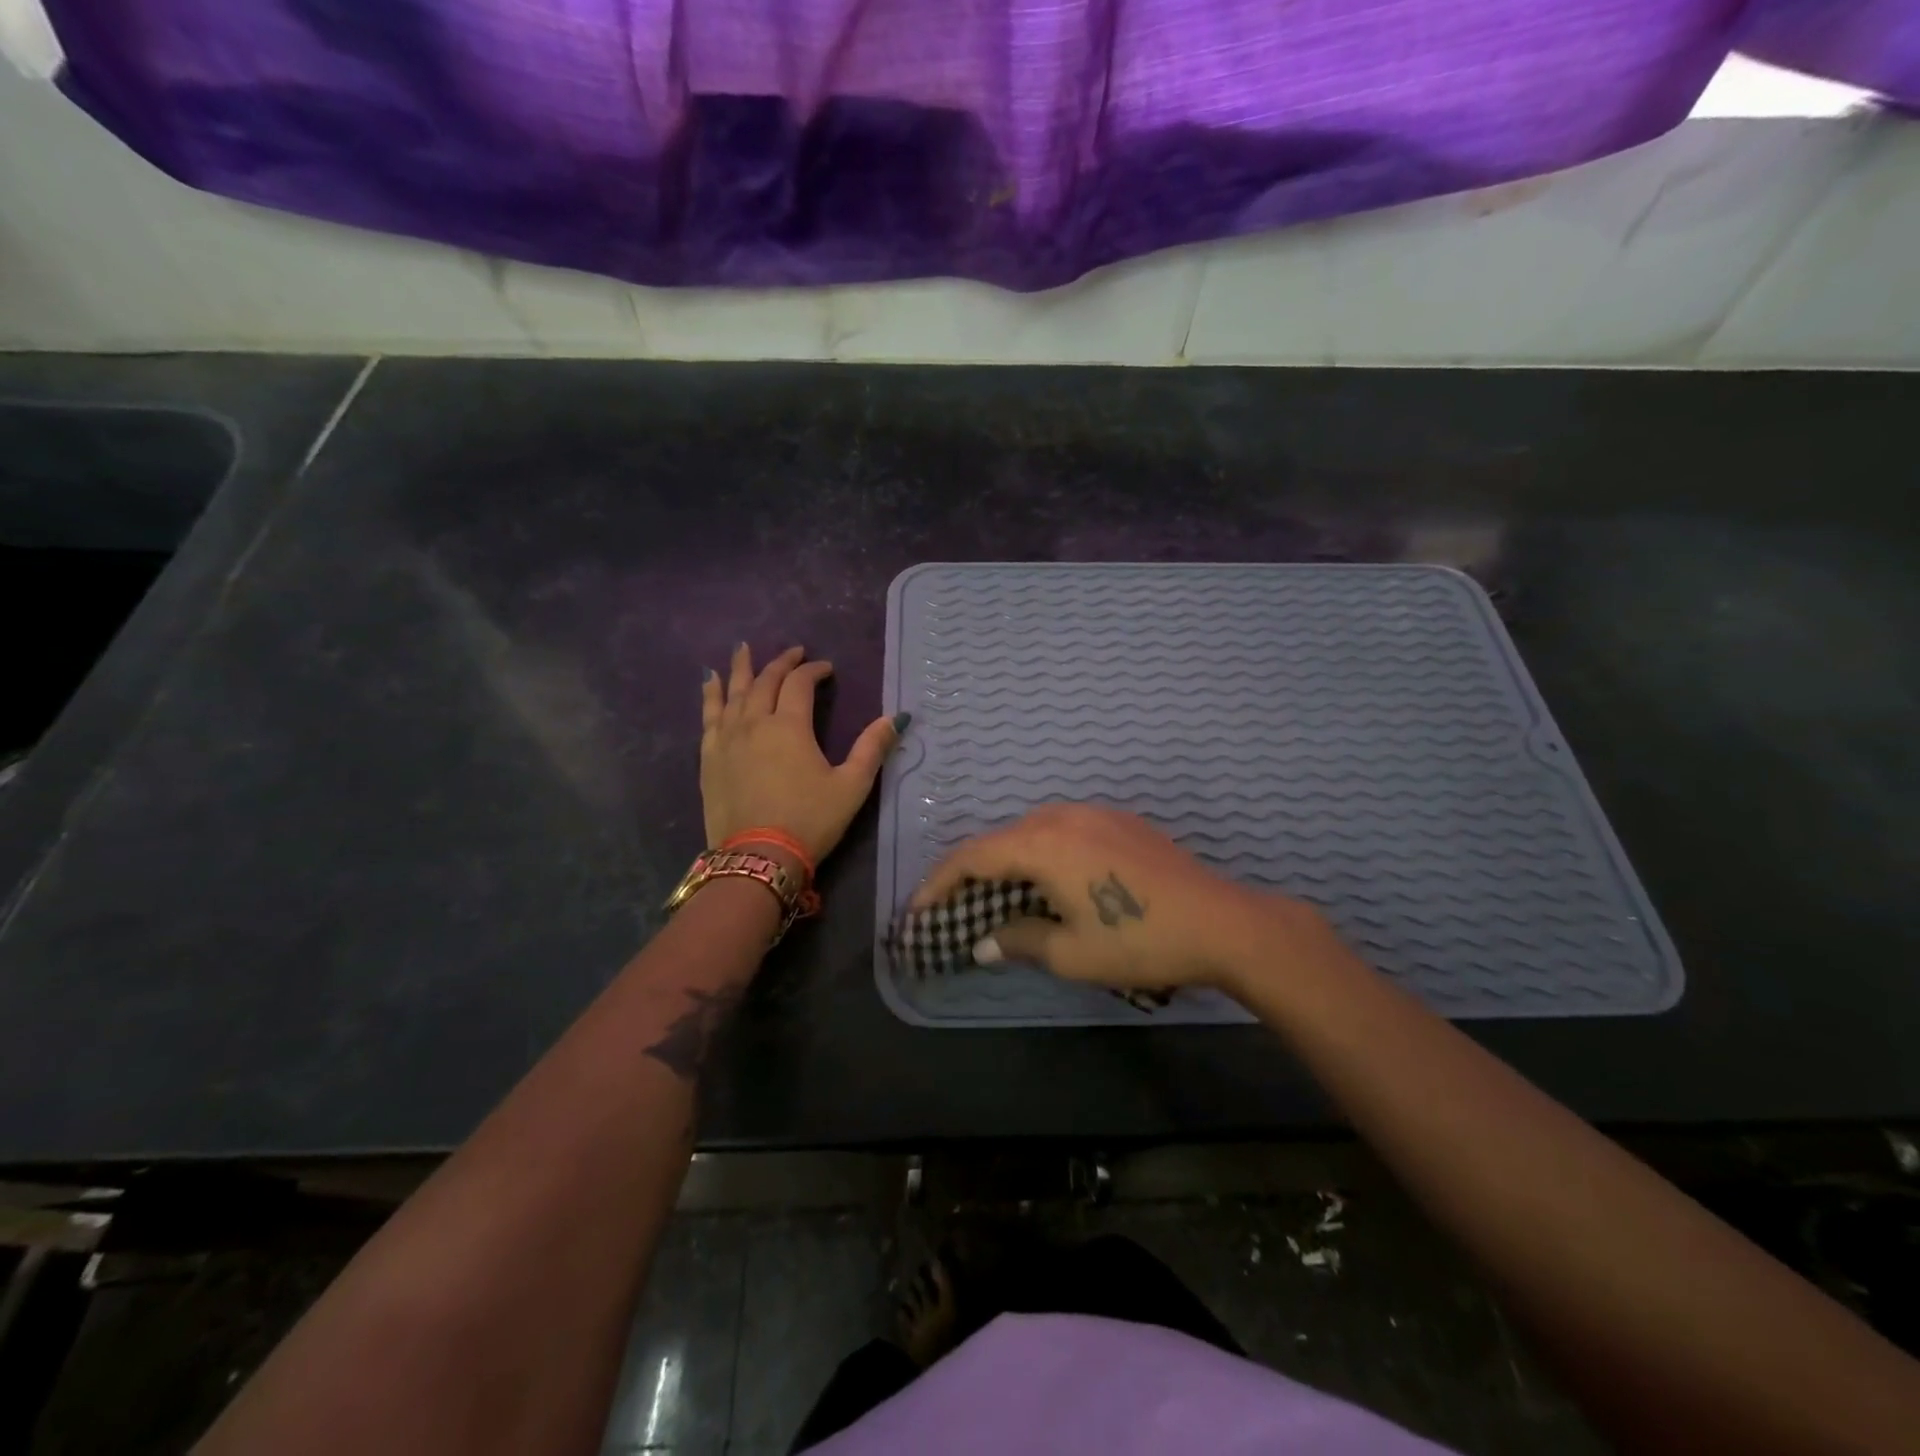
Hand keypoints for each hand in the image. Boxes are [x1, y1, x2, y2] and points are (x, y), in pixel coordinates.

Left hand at [701, 644, 902, 863]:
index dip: (814, 670)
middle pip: (765, 681)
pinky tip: (709, 683)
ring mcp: (727, 739)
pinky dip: (711, 696)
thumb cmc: (810, 820)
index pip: (800, 684)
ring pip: (733, 693)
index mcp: (789, 726)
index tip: (826, 668)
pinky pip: (709, 716)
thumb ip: (872, 748)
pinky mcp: (710, 757)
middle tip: (794, 653)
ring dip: (741, 669)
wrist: (758, 857)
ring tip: (742, 649)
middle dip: (781, 663)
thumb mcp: (851, 786)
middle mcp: (755, 722)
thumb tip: (896, 718)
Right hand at [911, 803, 1314, 993]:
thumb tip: (983, 943)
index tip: (919, 910)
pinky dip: (1041, 851)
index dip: (940, 883)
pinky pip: (1063, 829)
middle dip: (972, 872)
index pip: (973, 856)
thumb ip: (1019, 941)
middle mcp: (1062, 816)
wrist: (1222, 921)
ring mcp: (1095, 813)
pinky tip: (1049, 879)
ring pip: (1031, 830)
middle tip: (955, 905)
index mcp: (1042, 843)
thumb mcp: (1071, 953)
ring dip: (1008, 860)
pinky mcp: (1121, 820)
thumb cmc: (1138, 939)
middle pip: (1000, 839)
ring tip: (997, 894)